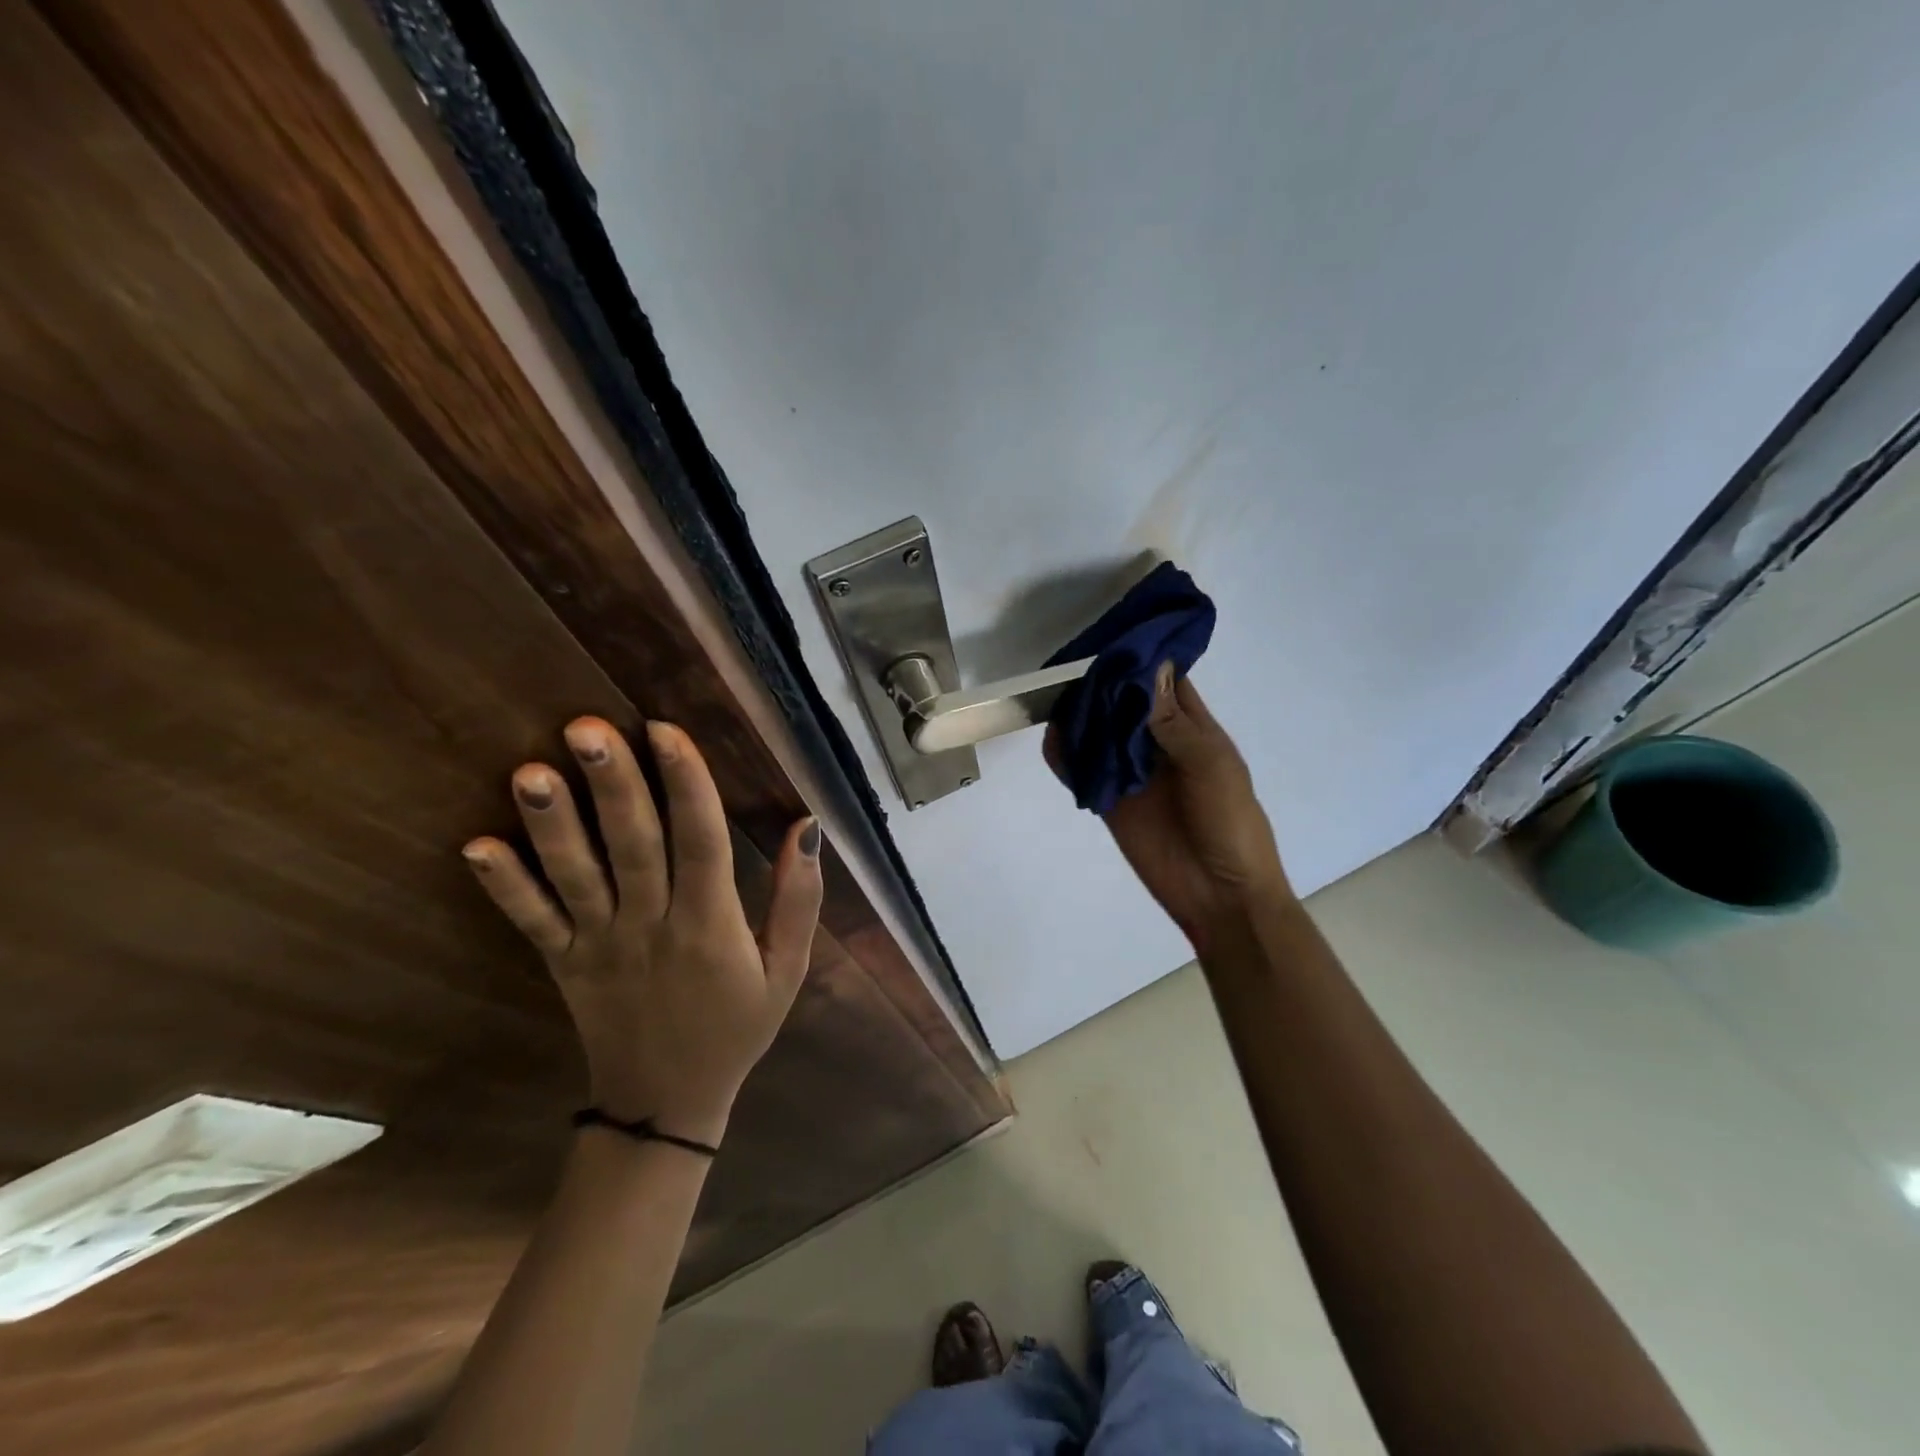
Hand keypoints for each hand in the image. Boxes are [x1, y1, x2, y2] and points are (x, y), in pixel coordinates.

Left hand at [461, 717, 822, 1147]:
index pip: (701, 842)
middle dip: (612, 784)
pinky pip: (531, 922)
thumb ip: (800, 899)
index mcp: (711, 925)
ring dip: (553, 824)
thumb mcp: (789, 969)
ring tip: (529, 772)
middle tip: (587, 727)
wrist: (667, 1104)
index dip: (687, 784)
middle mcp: (652, 926)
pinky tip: (476, 845)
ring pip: (575, 877)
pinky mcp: (563, 963)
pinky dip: (504, 886)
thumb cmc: (738, 1025)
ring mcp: (599, 945)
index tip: (666, 730)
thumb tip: (807, 826)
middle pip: (632, 845)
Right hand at [1053, 664, 1291, 951]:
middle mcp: (1157, 742)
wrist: (1221, 894)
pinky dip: (1064, 756)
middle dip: (1101, 682)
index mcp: (1191, 728)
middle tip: (1068, 660)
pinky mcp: (1109, 800)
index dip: (1140, 656)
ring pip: (1098, 732)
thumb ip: (1173, 723)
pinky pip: (1081, 772)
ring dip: (1080, 715)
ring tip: (1052, 692)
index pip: (1162, 679)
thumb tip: (1146, 668)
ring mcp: (1131, 772)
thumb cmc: (1229, 822)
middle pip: (1123, 701)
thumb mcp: (1210, 766)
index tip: (1110, 632)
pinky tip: (1050, 738)